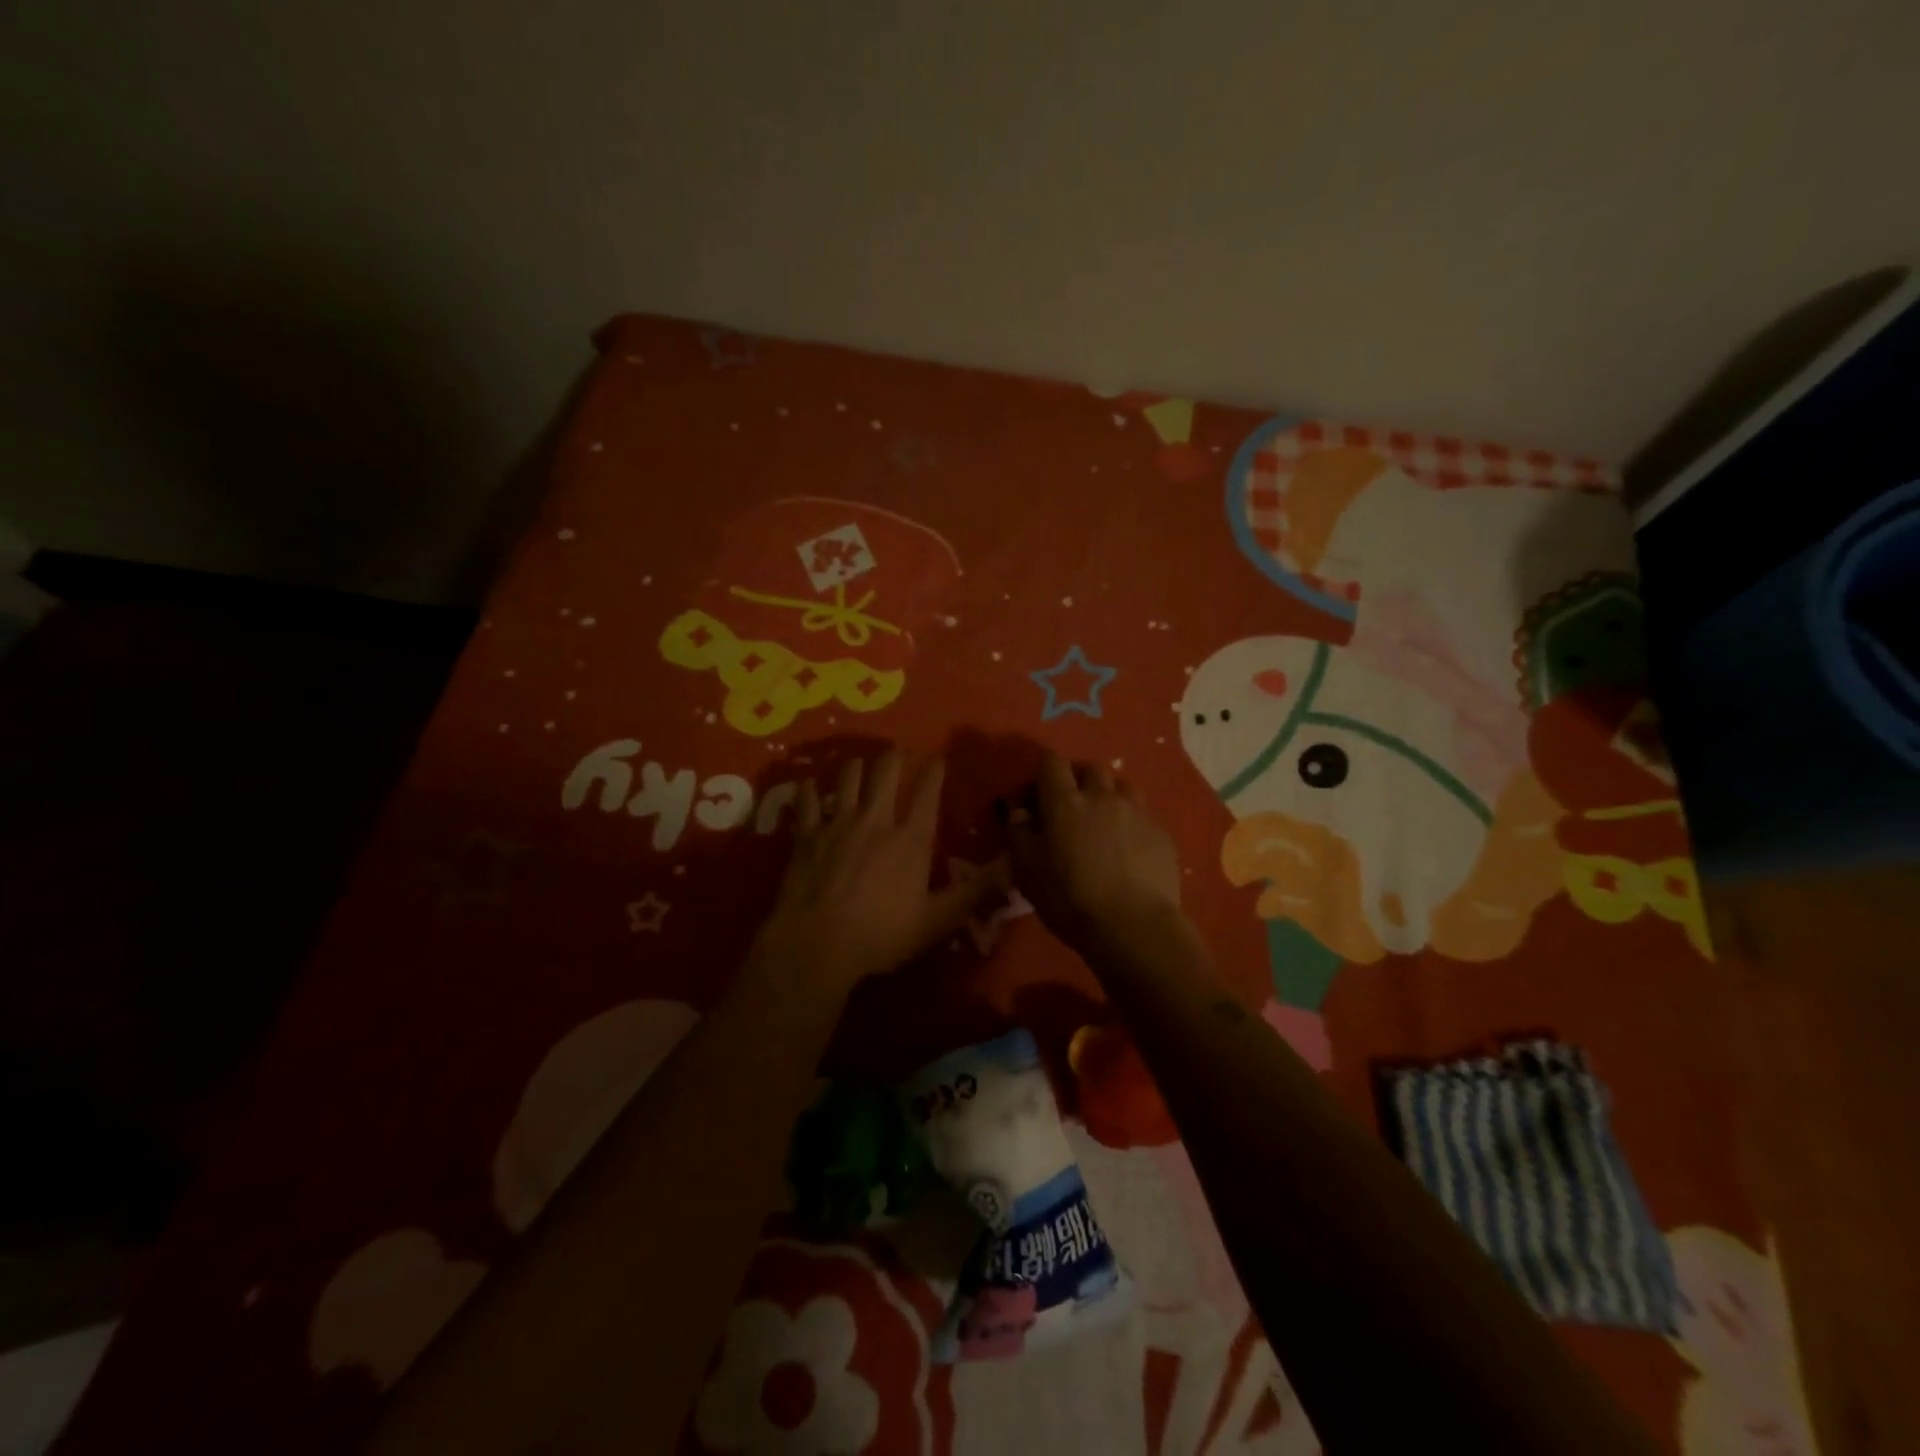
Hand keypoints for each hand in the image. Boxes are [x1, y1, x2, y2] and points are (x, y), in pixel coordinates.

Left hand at [761, 747, 996, 989]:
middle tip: (897, 749)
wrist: (817, 944)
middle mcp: (875, 820)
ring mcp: (838, 823)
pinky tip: (808, 784)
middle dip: (894, 757)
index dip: (934, 772)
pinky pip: (806, 802)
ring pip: (847, 778)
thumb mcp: (938, 920)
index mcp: (911, 839)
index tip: (938, 759)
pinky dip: (808, 790)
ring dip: (856, 766)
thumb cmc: (881, 934)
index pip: (927, 793)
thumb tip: (1013, 866)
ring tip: (860, 762)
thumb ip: (975, 891)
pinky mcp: (807, 835)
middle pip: (885, 773)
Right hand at [1005, 751, 1181, 950]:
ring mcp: (1136, 812)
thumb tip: (1019, 812)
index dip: (1043, 773)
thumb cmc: (1070, 899)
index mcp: (1065, 803)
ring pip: (1122, 786)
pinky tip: (1129, 849)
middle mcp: (1102, 797)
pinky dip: (1131, 823)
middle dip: (1078, 780)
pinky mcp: (1160, 834)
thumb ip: (1019, 835)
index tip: (1037, 797)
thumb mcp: (1028, 872)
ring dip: (1109, 795)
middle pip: (1090, 769)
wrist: (1133, 926)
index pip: (1052, 763)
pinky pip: (1143, 815)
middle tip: (1071, 808)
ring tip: (1104, 821)